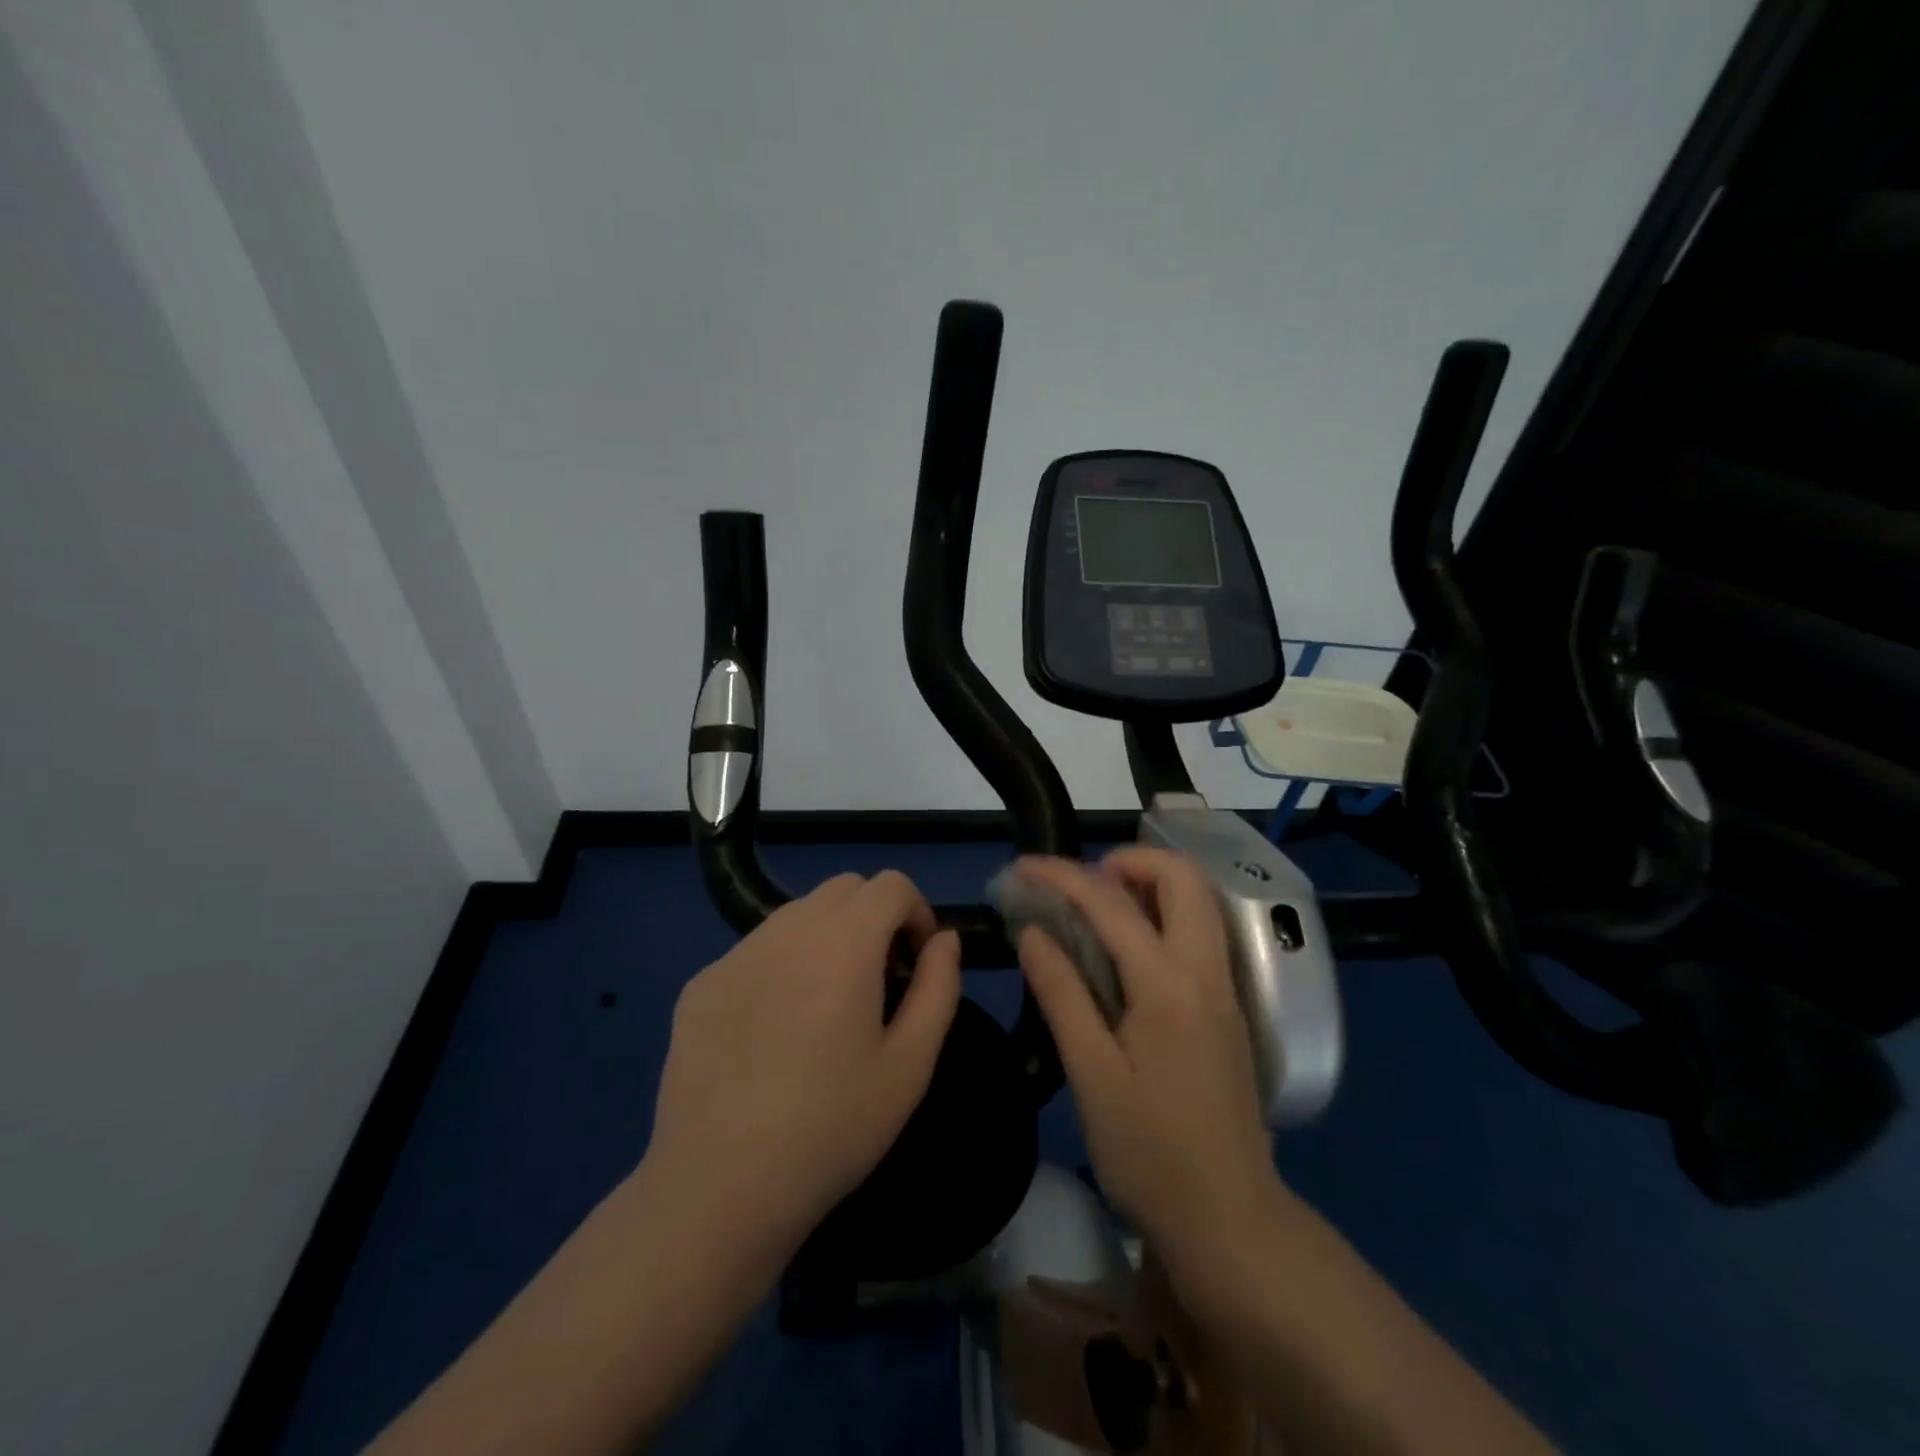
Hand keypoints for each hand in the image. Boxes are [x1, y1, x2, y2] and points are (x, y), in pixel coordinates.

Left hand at [643, 871, 961, 1264]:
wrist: (718, 1190)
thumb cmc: (831, 1129)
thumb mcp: (910, 1066)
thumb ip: (938, 987)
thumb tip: (944, 940)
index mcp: (843, 943)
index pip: (890, 884)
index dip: (916, 912)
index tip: (915, 962)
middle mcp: (786, 930)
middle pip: (844, 889)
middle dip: (874, 917)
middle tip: (878, 980)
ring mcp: (736, 954)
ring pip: (797, 914)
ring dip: (827, 937)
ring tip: (826, 1005)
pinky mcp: (700, 984)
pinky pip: (756, 950)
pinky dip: (782, 964)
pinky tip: (773, 1032)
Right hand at [1013, 849, 1284, 1267]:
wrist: (1230, 1219)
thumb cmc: (1150, 1153)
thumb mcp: (1092, 1075)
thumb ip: (1062, 993)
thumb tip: (1032, 931)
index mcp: (1168, 986)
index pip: (1111, 904)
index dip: (1062, 876)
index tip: (1021, 867)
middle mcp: (1205, 972)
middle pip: (1182, 878)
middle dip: (1127, 861)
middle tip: (1079, 884)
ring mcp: (1224, 989)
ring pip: (1197, 902)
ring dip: (1149, 884)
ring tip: (1096, 908)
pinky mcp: (1227, 1009)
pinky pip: (1198, 932)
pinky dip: (1162, 914)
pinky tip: (1125, 948)